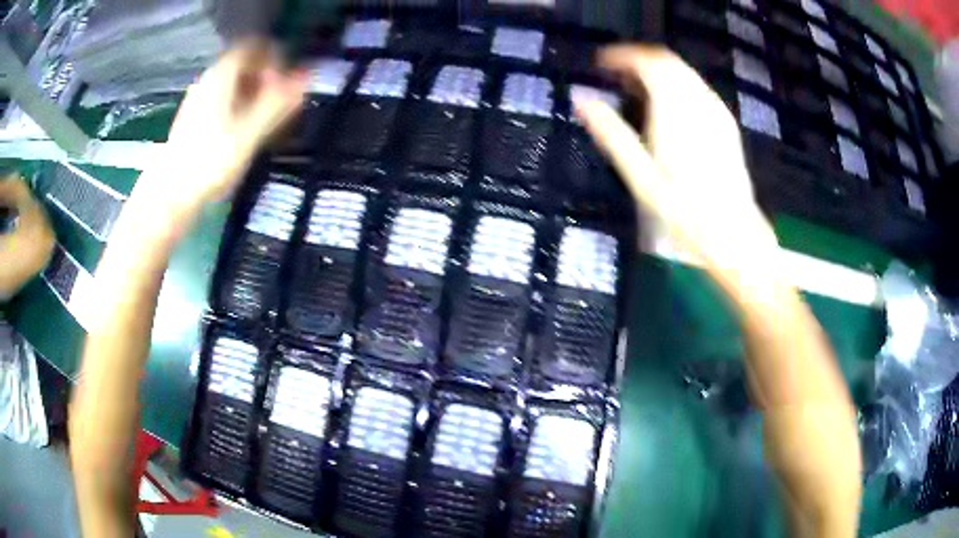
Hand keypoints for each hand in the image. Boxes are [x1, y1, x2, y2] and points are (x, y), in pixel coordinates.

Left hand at [147, 40, 305, 216]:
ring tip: (266, 123)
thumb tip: (307, 77)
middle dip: (267, 78)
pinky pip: (223, 100)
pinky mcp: (193, 119)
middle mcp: (208, 80)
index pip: (254, 46)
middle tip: (281, 105)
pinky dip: (239, 108)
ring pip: (233, 84)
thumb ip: (279, 101)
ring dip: (254, 95)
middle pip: (244, 64)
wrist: (168, 197)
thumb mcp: (250, 132)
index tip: (286, 82)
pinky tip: (244, 133)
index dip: (275, 57)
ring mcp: (198, 100)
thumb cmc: (209, 163)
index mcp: (221, 76)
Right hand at [575, 45, 778, 284]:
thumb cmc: (684, 212)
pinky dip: (676, 86)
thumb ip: (611, 133)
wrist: (734, 235)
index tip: (600, 65)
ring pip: (684, 73)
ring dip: (657, 73)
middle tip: (614, 78)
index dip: (621, 57)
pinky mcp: (725, 124)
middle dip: (638, 61)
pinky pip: (697, 88)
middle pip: (667, 61)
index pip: (648, 62)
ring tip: (635, 92)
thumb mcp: (640, 177)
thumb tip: (580, 100)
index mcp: (676, 110)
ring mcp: (717, 112)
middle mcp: (700, 102)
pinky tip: (666, 108)